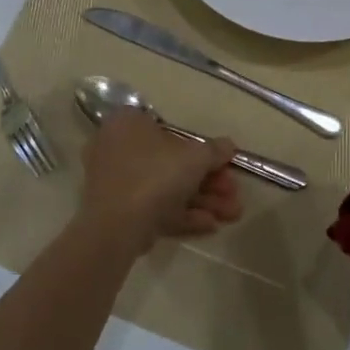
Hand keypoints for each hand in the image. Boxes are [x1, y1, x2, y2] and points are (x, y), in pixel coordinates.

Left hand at [81, 109, 242, 253]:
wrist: (116, 225)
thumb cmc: (156, 175)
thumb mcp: (195, 157)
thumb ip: (215, 150)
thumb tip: (228, 146)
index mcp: (128, 124)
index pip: (171, 131)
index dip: (203, 150)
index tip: (225, 165)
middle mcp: (117, 148)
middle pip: (172, 164)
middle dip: (209, 182)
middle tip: (234, 194)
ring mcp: (115, 183)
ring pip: (166, 189)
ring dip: (203, 201)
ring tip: (232, 215)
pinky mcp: (117, 212)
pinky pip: (154, 208)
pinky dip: (182, 215)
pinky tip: (211, 225)